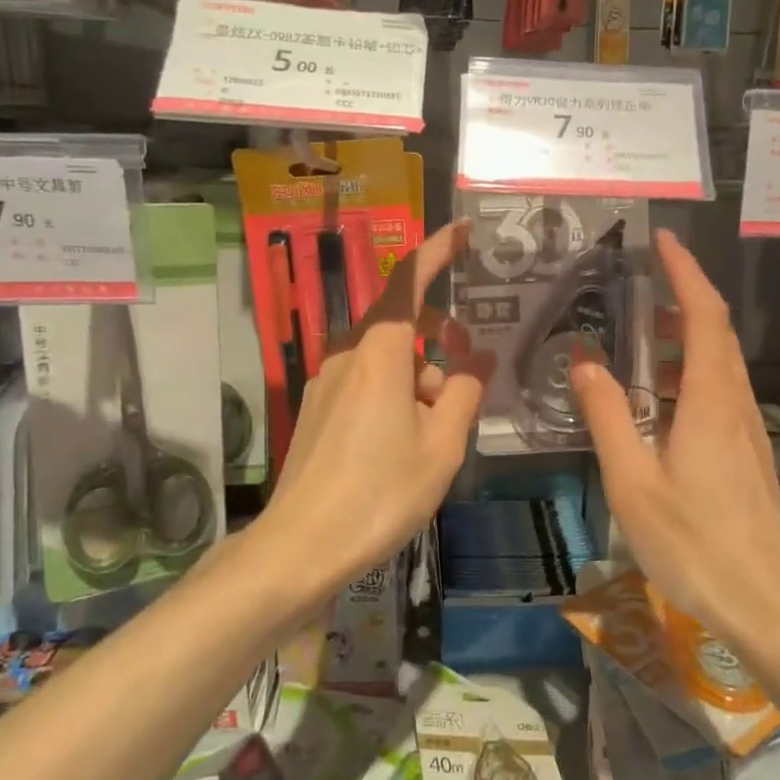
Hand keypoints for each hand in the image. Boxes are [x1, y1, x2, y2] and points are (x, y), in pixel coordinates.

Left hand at [263, 220, 490, 595]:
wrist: (300, 547)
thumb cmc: (380, 493)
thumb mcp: (441, 445)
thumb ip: (464, 392)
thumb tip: (480, 359)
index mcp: (379, 353)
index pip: (408, 281)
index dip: (437, 251)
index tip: (463, 232)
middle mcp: (347, 356)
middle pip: (400, 322)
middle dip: (440, 333)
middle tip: (471, 365)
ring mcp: (326, 383)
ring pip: (385, 358)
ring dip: (420, 374)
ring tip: (442, 426)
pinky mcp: (317, 411)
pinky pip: (365, 382)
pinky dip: (396, 392)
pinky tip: (409, 440)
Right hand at [572, 230, 779, 647]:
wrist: (769, 604)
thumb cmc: (695, 545)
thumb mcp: (633, 483)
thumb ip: (608, 417)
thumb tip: (583, 361)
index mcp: (709, 401)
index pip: (703, 315)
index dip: (685, 272)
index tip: (663, 241)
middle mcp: (735, 403)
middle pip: (715, 333)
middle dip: (683, 297)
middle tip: (639, 284)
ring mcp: (748, 429)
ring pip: (719, 363)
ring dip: (685, 336)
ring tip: (639, 337)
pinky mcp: (749, 453)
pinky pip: (720, 392)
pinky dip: (691, 372)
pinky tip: (661, 399)